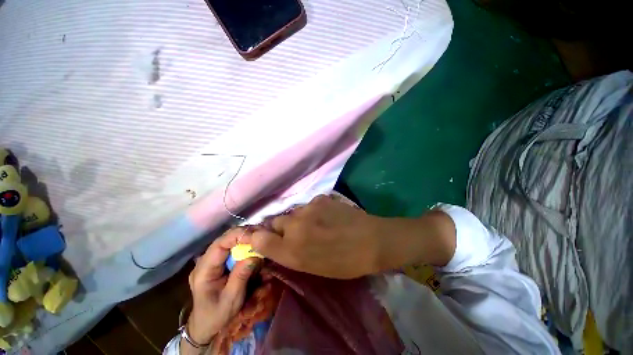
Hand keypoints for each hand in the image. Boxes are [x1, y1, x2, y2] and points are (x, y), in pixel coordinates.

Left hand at [185, 228, 260, 349]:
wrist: (204, 326)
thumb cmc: (216, 316)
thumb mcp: (231, 299)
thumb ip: (241, 276)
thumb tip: (255, 254)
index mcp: (204, 270)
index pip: (220, 244)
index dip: (239, 236)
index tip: (256, 236)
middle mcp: (205, 261)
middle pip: (226, 239)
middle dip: (245, 236)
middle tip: (263, 237)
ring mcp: (211, 261)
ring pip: (230, 242)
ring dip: (246, 241)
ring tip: (261, 244)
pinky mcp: (218, 263)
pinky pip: (232, 250)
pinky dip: (244, 249)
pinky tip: (254, 253)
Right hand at [250, 195, 384, 278]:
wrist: (371, 240)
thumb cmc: (343, 262)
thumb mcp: (312, 268)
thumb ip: (289, 254)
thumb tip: (272, 242)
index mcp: (292, 252)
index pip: (259, 239)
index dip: (258, 238)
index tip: (262, 238)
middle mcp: (295, 227)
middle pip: (274, 221)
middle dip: (280, 228)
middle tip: (295, 233)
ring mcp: (308, 209)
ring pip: (292, 212)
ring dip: (298, 219)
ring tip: (315, 224)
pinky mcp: (320, 198)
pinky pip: (308, 205)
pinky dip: (312, 211)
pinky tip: (326, 216)